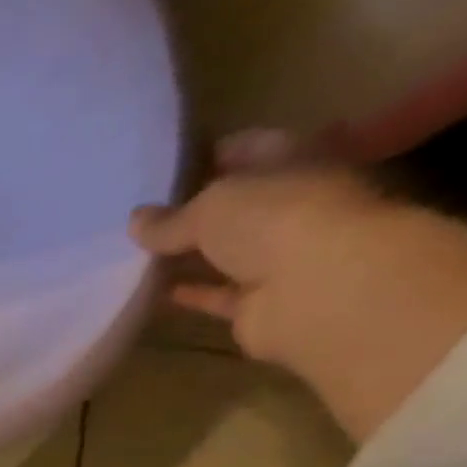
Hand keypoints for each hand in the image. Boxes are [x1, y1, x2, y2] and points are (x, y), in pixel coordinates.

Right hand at [130, 131, 466, 442]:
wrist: (331, 296)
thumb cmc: (285, 226)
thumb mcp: (220, 205)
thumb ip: (178, 215)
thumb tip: (135, 224)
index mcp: (297, 168)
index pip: (254, 151)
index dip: (217, 153)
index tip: (175, 160)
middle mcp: (294, 212)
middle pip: (241, 206)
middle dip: (199, 209)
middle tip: (149, 214)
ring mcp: (279, 266)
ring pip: (225, 255)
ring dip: (188, 257)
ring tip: (139, 259)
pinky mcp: (260, 315)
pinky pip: (214, 299)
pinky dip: (187, 298)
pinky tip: (153, 297)